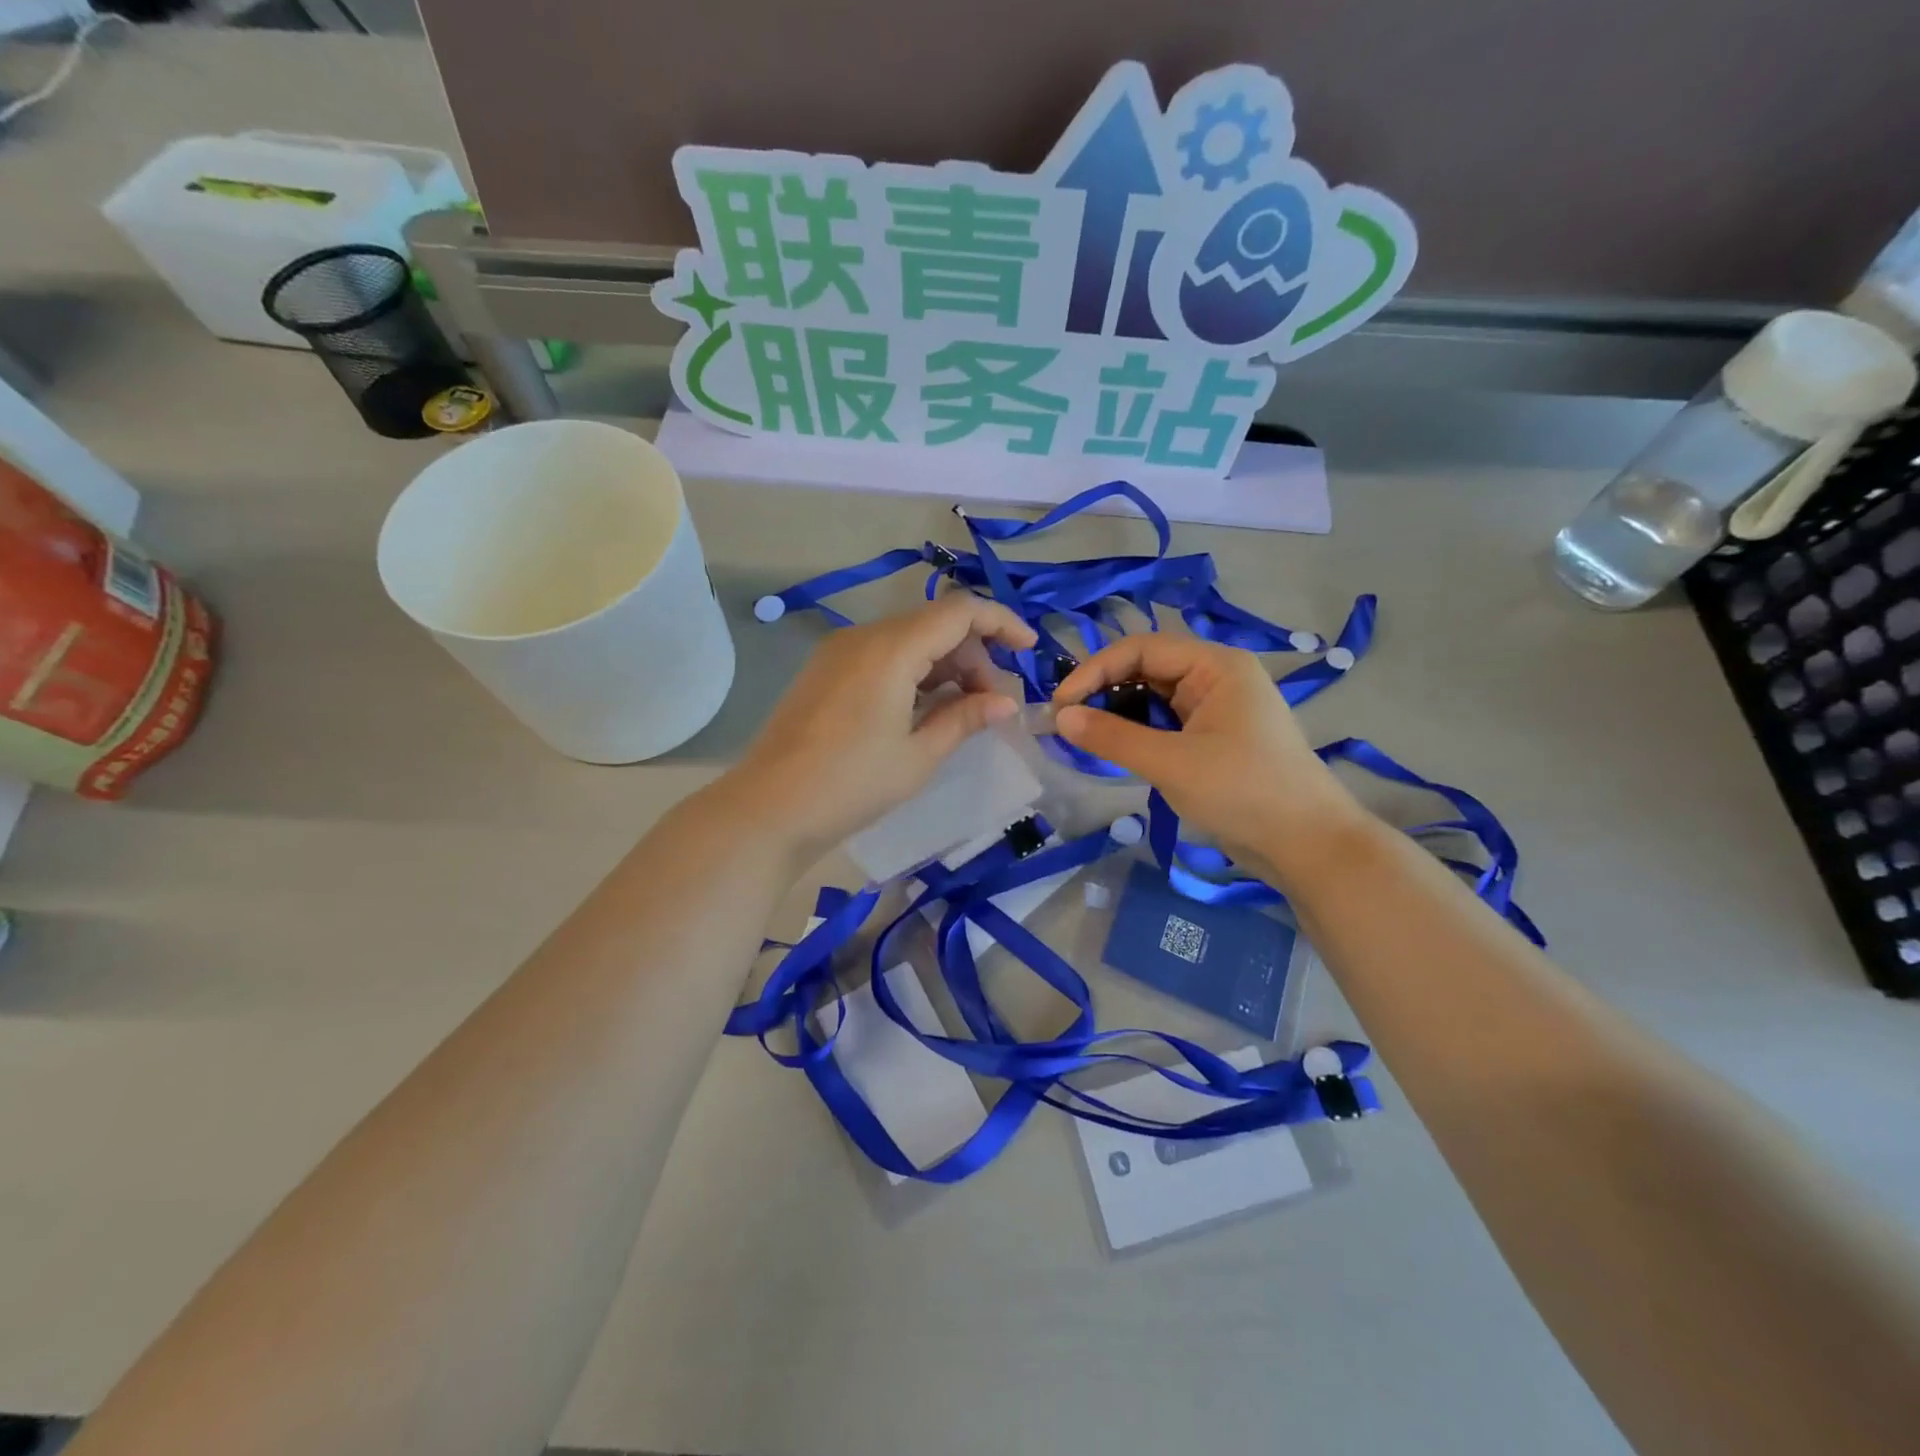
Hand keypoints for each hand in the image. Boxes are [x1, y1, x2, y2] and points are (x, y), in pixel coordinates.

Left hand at [722, 595, 1037, 860]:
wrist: (768, 810)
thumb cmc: (851, 784)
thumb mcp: (918, 755)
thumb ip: (965, 718)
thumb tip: (1006, 702)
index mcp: (891, 648)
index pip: (959, 611)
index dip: (1002, 623)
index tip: (1031, 650)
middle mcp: (863, 637)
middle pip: (934, 624)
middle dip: (974, 654)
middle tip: (992, 704)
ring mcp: (839, 653)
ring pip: (908, 640)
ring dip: (944, 665)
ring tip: (962, 712)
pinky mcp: (825, 672)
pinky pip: (883, 656)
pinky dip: (914, 673)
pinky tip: (924, 710)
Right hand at [1052, 634, 1369, 884]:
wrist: (1307, 844)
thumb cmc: (1244, 792)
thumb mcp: (1171, 763)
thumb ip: (1113, 737)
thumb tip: (1060, 718)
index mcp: (1215, 665)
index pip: (1141, 649)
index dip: (1095, 671)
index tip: (1060, 706)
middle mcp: (1216, 677)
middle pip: (1146, 669)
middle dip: (1104, 691)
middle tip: (1066, 722)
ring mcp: (1217, 708)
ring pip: (1153, 697)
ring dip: (1118, 712)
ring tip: (1084, 736)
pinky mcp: (1214, 737)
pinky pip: (1165, 722)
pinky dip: (1137, 732)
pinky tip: (1115, 749)